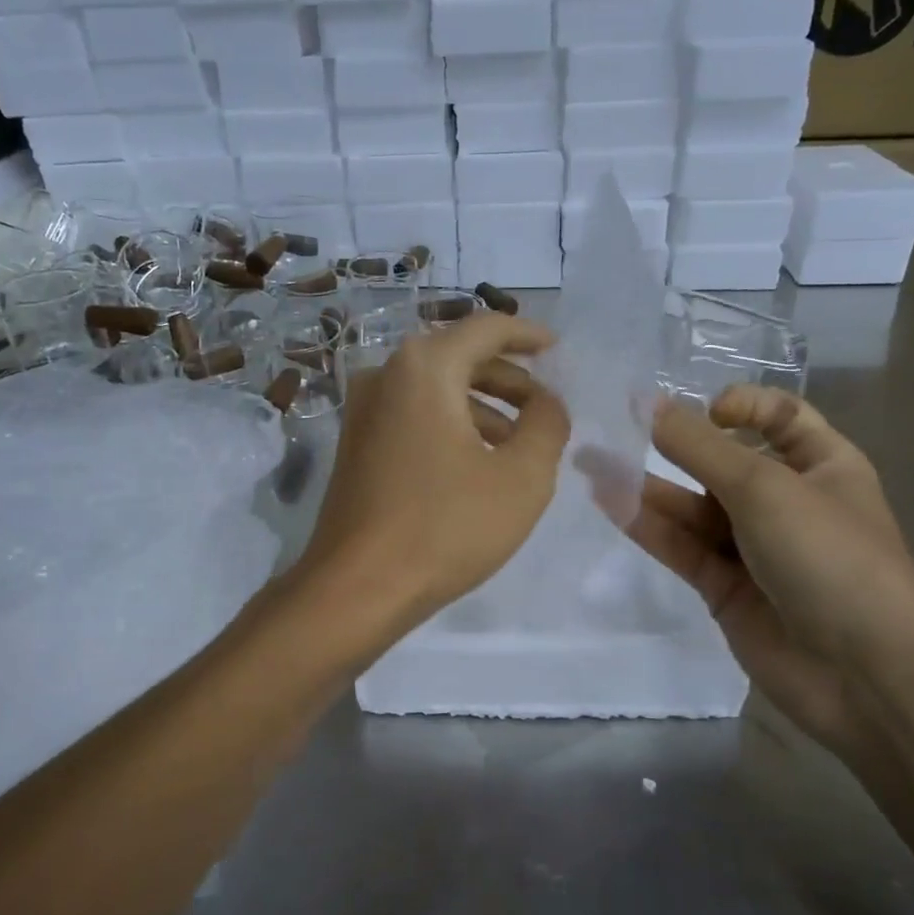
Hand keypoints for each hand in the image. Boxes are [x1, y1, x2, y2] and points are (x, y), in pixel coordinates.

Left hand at [297, 314, 570, 629]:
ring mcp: (363, 409)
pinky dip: (452, 423)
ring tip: (520, 442)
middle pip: (459, 356)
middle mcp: (386, 374)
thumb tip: (547, 402)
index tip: (557, 350)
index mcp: (425, 367)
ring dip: (482, 405)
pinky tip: (478, 461)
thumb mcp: (522, 477)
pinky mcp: (356, 442)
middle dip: (508, 377)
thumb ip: (547, 424)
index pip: (486, 327)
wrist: (357, 587)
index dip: (528, 335)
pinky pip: (414, 414)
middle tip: (545, 406)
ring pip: (436, 388)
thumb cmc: (445, 526)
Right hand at [625, 386, 913, 758]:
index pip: (780, 416)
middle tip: (616, 426)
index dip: (742, 406)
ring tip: (591, 463)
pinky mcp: (724, 587)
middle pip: (723, 461)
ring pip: (693, 506)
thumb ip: (700, 447)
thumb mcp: (765, 488)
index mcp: (822, 465)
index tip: (706, 412)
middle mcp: (787, 501)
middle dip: (674, 445)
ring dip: (645, 485)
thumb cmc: (830, 558)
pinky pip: (681, 546)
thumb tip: (649, 403)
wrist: (867, 677)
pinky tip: (608, 501)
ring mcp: (753, 547)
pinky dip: (647, 525)